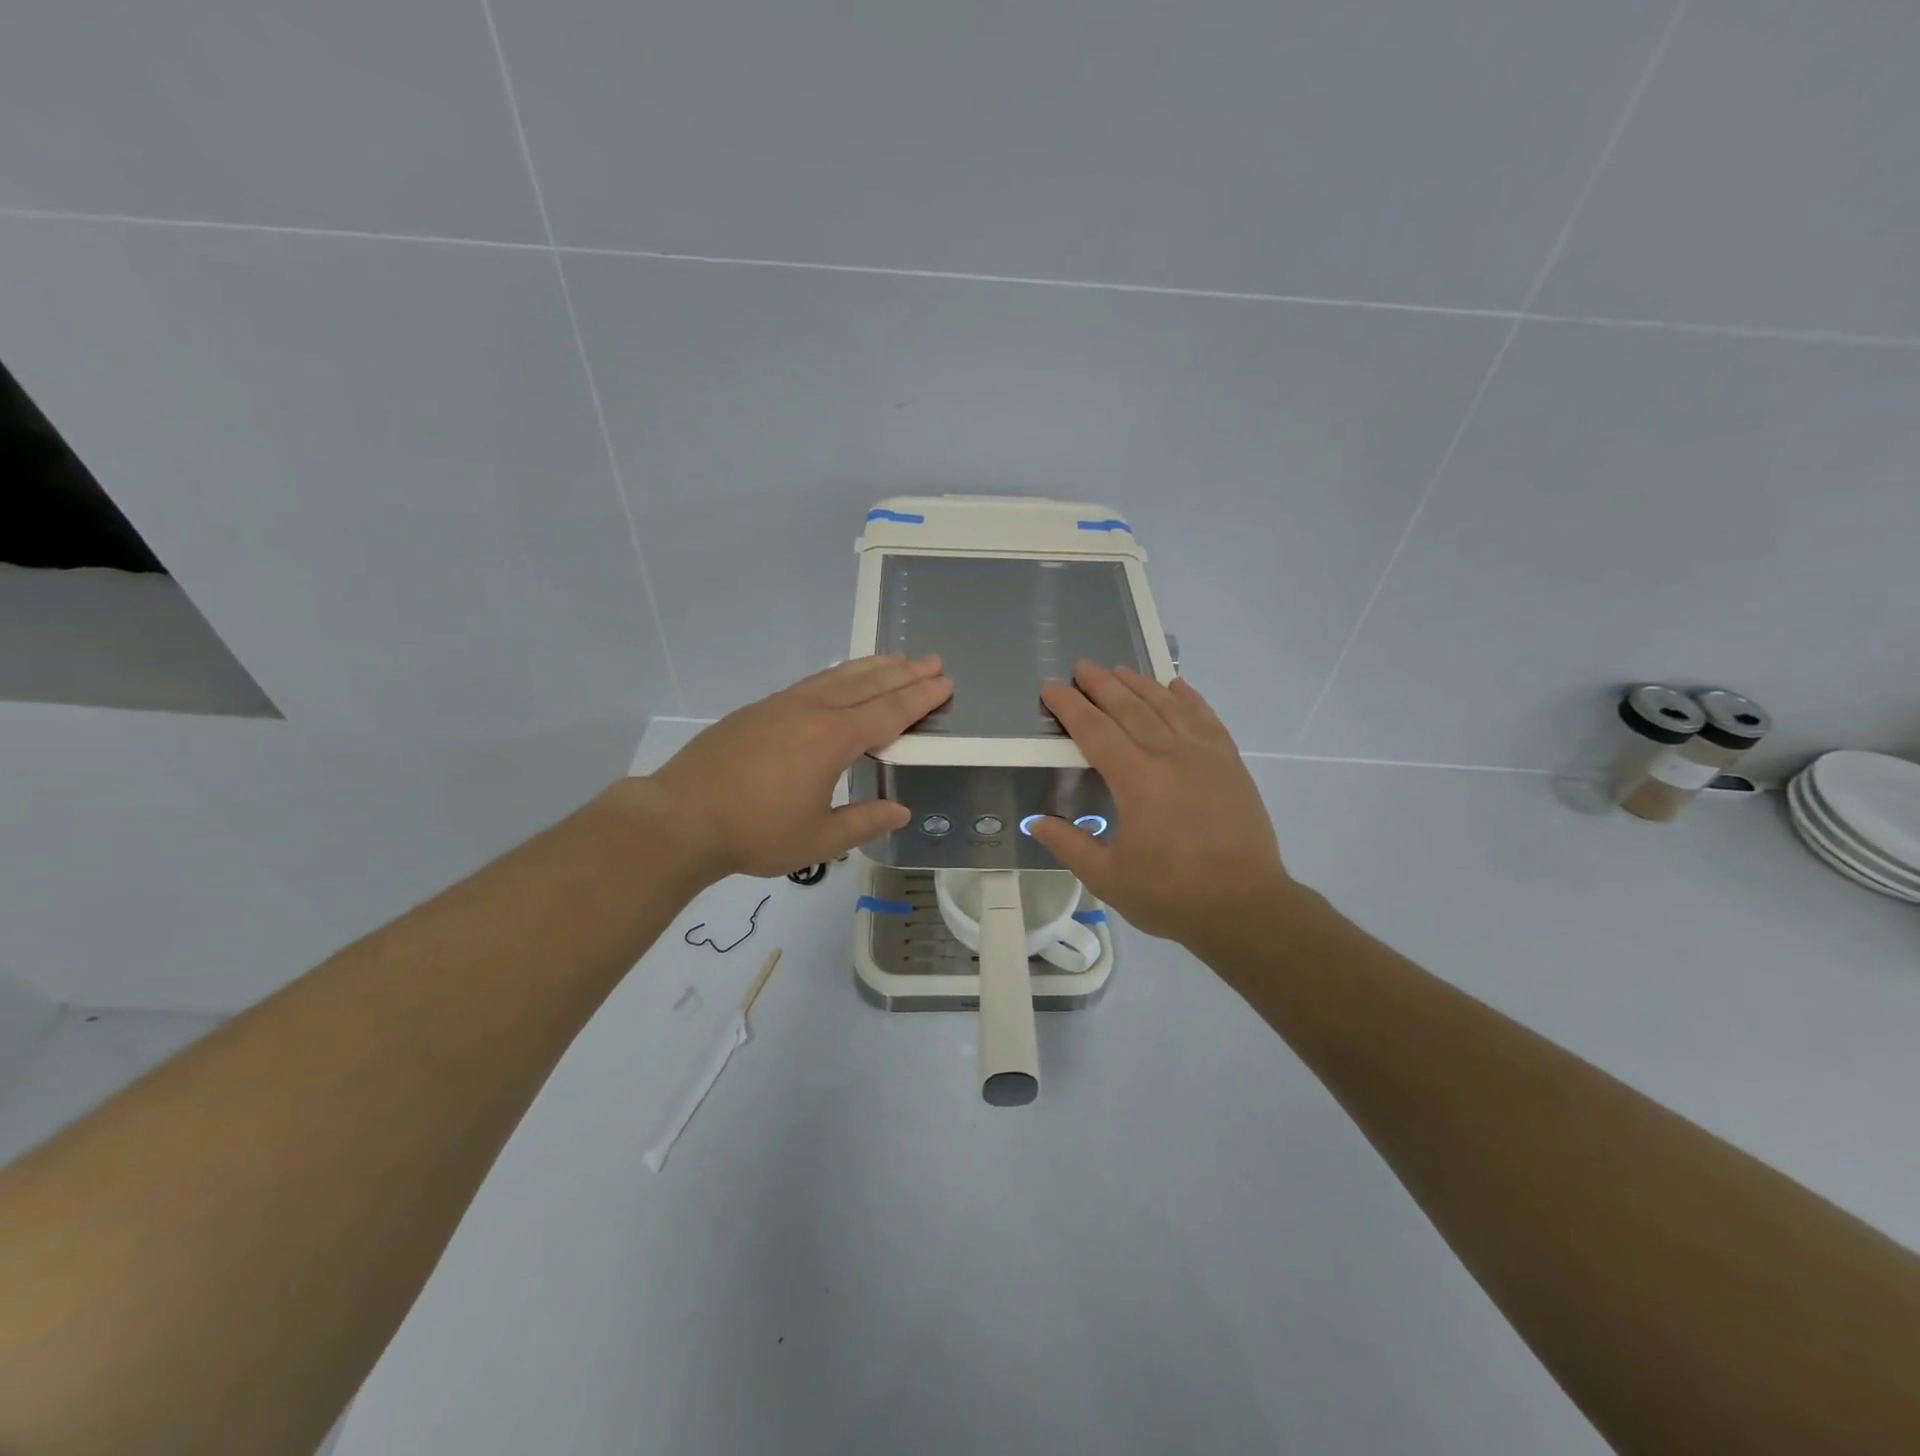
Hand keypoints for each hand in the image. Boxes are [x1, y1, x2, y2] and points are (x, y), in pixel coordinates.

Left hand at [649, 655, 952, 883]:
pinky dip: (838, 674)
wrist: (681, 818)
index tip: (944, 683)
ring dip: (872, 667)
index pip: (889, 712)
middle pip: (868, 685)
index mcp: (833, 740)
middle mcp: (812, 711)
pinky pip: (812, 682)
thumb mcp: (818, 840)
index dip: (920, 698)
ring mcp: (782, 705)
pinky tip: (841, 678)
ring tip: (896, 658)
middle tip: (933, 661)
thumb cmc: (755, 833)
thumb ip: (863, 822)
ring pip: (838, 676)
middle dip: (904, 673)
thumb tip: (900, 812)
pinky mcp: (759, 709)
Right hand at [1027, 663, 1293, 946]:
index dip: (1069, 707)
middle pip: (1129, 708)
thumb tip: (1036, 822)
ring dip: (1139, 684)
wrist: (1246, 907)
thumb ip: (1069, 845)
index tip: (1050, 688)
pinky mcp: (1230, 763)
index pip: (1094, 730)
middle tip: (1080, 667)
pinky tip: (1176, 686)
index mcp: (1136, 780)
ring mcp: (1205, 755)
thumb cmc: (1172, 895)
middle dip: (1101, 684)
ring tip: (1119, 670)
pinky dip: (1188, 698)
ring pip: (1167, 705)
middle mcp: (1169, 755)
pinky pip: (1206, 717)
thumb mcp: (1108, 878)